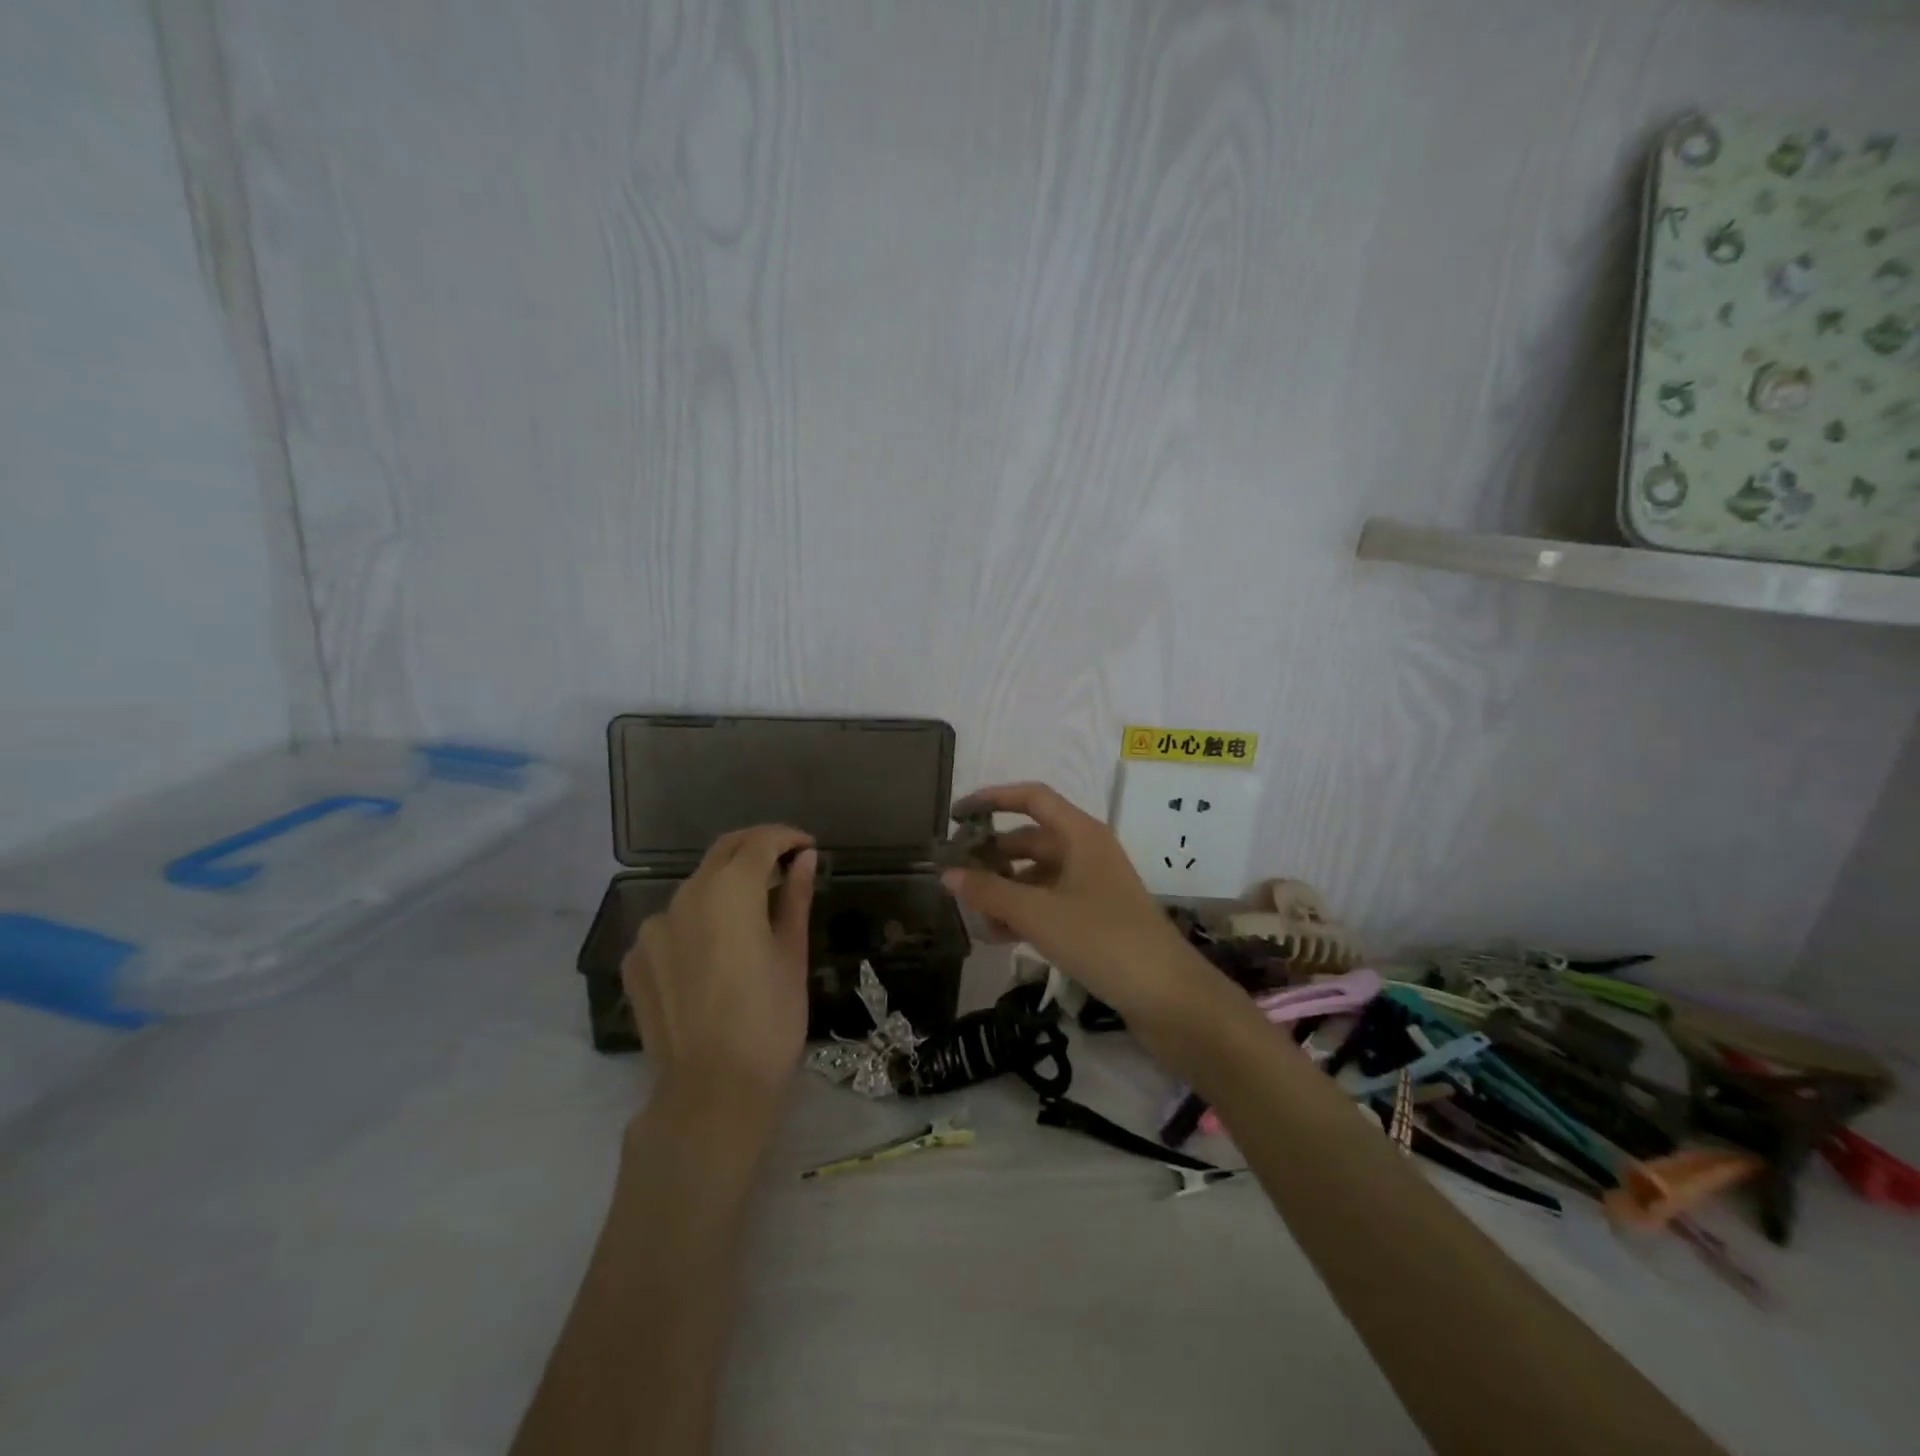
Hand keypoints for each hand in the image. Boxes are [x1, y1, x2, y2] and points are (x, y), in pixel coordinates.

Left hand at [621, 825, 817, 1117]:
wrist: (712, 1091)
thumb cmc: (770, 1020)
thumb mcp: (792, 954)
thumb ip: (795, 897)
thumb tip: (804, 859)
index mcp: (729, 890)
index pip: (759, 842)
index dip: (786, 838)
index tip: (807, 848)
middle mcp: (684, 896)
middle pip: (723, 853)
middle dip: (756, 849)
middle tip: (785, 864)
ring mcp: (652, 929)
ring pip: (695, 888)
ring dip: (725, 887)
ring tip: (751, 915)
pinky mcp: (635, 959)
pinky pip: (672, 924)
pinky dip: (697, 921)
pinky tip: (714, 952)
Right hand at [939, 783, 1212, 1026]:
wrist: (1168, 996)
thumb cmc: (1102, 940)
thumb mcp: (1038, 914)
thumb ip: (989, 892)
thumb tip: (946, 873)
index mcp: (1081, 834)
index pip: (1032, 798)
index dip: (992, 799)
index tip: (956, 815)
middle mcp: (1088, 851)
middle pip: (1031, 839)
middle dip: (992, 855)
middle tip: (954, 874)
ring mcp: (1093, 886)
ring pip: (1038, 875)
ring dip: (1005, 890)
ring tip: (972, 915)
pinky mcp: (1096, 918)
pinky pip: (1050, 903)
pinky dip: (1024, 913)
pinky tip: (999, 936)